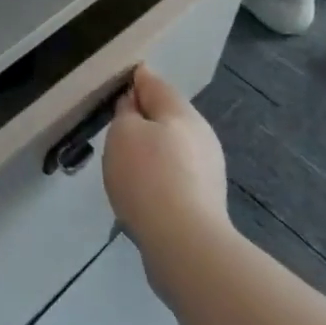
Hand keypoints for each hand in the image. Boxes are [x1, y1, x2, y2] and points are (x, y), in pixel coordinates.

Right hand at [102, 66, 229, 255]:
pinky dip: (159, 175)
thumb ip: (126, 113)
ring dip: (152, 150)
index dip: (135, 80)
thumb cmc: (148, 177)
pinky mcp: (206, 201)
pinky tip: (143, 191)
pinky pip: (177, 175)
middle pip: (167, 116)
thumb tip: (134, 105)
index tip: (119, 82)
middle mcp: (201, 135)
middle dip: (144, 118)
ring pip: (173, 147)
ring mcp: (208, 169)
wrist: (185, 244)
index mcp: (182, 112)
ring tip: (126, 163)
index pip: (154, 83)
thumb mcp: (123, 134)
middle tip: (116, 127)